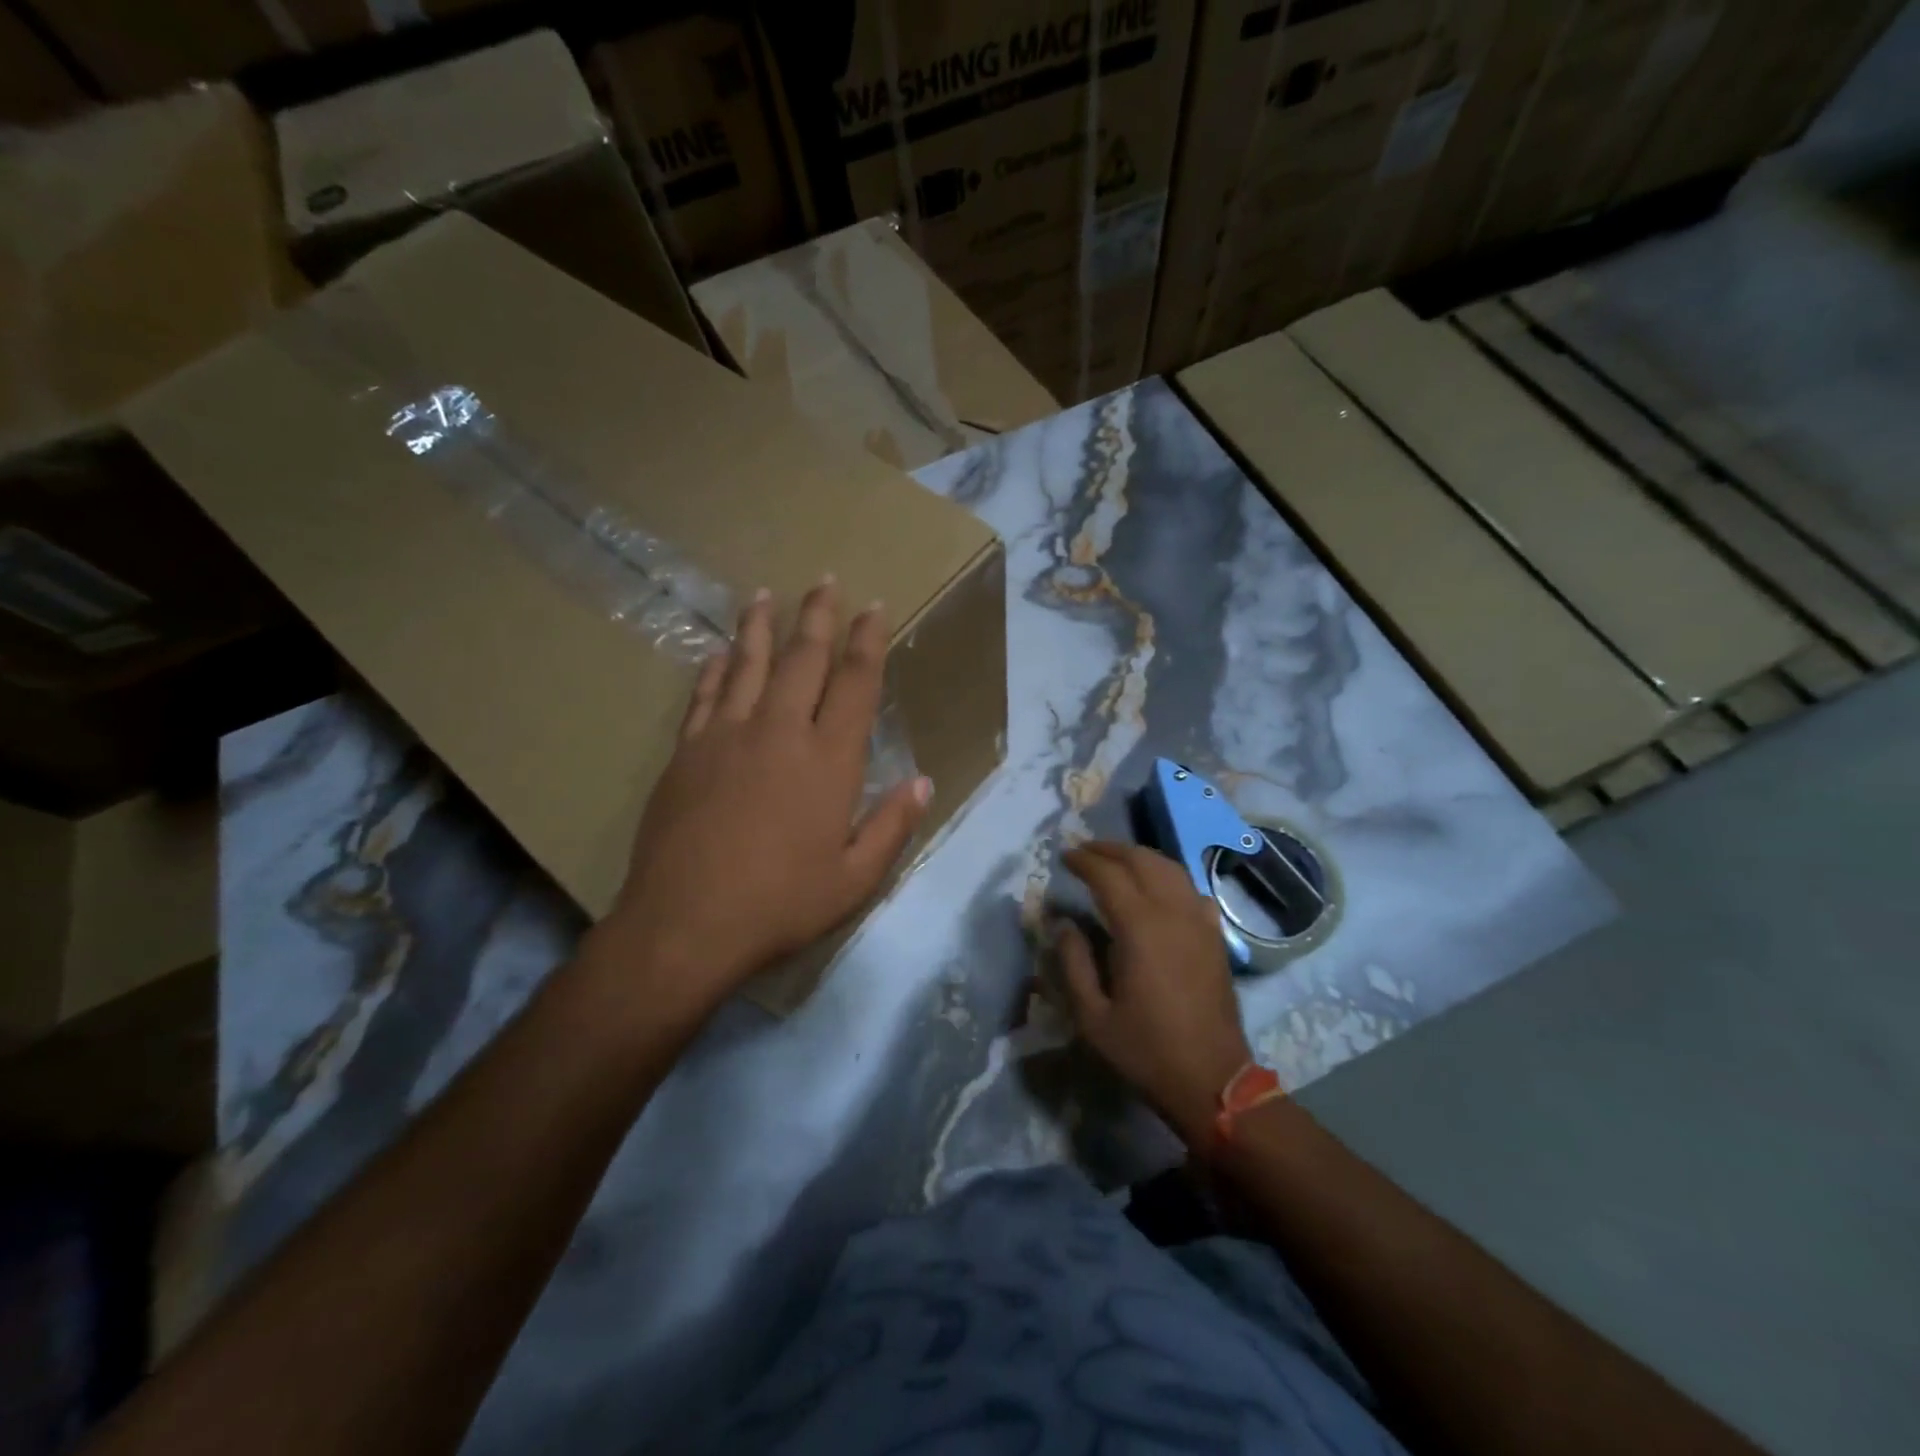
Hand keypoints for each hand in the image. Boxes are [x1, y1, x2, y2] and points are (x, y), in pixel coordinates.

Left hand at [596, 578, 931, 1019]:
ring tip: (764, 594)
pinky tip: (718, 653)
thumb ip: (892, 826)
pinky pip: (704, 696)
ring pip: (747, 665)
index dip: (868, 642)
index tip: (874, 609)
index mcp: (828, 761)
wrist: (685, 925)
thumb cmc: (780, 904)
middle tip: (824, 582)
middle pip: (802, 660)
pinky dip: (715, 669)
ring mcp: (726, 737)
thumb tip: (923, 781)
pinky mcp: (686, 753)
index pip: (855, 684)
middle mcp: (779, 732)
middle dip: (818, 617)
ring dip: (759, 627)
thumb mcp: (854, 879)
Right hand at [1057, 841, 1254, 1147]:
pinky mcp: (1216, 936)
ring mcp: (1200, 922)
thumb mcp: (1092, 1016)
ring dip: (1140, 857)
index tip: (1064, 856)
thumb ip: (1073, 963)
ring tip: (1116, 860)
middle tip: (1084, 851)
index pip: (1108, 875)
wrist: (1213, 1081)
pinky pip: (1192, 890)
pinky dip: (1169, 878)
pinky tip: (1158, 888)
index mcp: (1140, 928)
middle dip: (1110, 849)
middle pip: (1142, 861)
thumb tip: (1063, 924)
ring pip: (1170, 868)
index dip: (1083, 861)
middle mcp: (1173, 913)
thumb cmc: (1146, 1051)